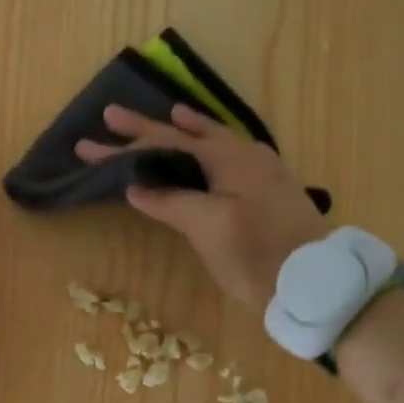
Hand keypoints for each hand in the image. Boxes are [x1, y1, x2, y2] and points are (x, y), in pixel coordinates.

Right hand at [77, 104, 329, 313]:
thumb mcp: (208, 227)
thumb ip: (170, 200)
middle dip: (146, 131)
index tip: (88, 144)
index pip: (165, 144)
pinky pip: (226, 158)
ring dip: (181, 133)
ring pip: (209, 144)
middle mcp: (244, 155)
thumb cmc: (258, 254)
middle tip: (110, 116)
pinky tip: (204, 151)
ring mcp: (259, 173)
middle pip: (185, 138)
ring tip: (165, 116)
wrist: (314, 285)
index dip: (126, 143)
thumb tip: (135, 185)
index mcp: (229, 157)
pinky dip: (205, 150)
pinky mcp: (265, 193)